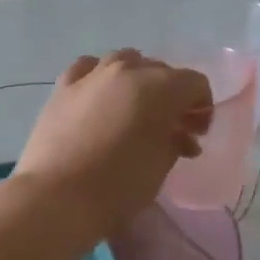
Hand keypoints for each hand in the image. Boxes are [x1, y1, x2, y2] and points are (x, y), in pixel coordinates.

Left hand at [13, 51, 211, 233]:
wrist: (56, 198)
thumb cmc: (118, 187)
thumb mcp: (160, 167)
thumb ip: (175, 141)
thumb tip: (178, 134)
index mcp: (159, 88)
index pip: (195, 84)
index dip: (202, 108)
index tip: (197, 134)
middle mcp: (127, 70)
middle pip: (161, 71)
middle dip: (172, 97)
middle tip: (171, 129)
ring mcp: (91, 75)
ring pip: (125, 62)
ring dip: (138, 81)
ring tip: (136, 112)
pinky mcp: (62, 87)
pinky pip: (88, 69)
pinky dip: (101, 78)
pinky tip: (100, 97)